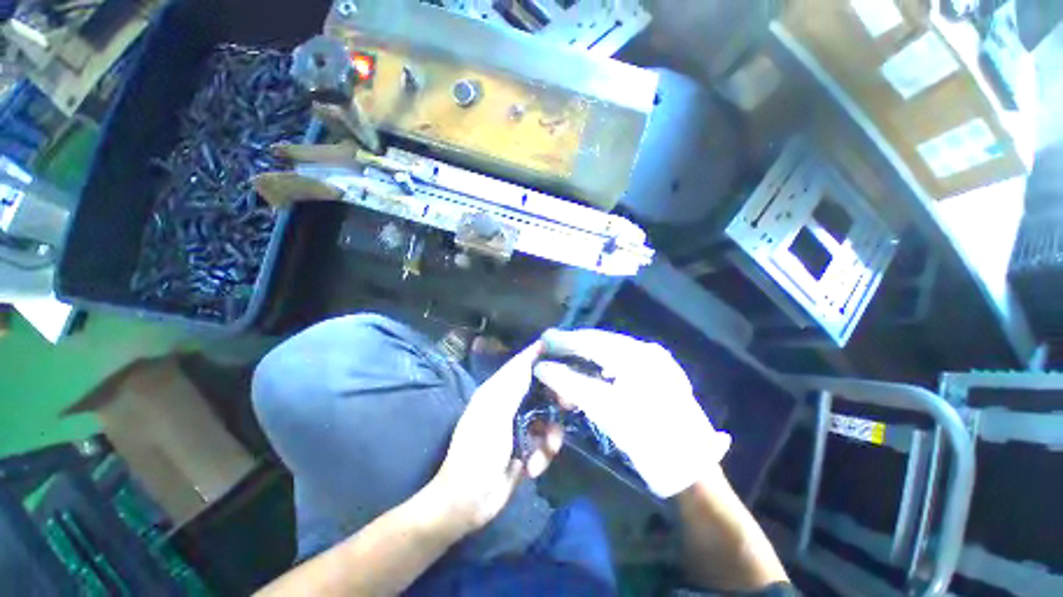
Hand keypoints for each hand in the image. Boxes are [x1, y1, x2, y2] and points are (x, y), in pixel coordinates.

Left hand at [428, 342, 562, 533]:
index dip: (541, 356)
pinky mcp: (526, 447)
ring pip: (547, 417)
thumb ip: (516, 382)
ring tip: (546, 450)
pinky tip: (532, 467)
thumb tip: (534, 349)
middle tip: (569, 404)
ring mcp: (518, 426)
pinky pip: (545, 441)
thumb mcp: (496, 412)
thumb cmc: (478, 450)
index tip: (563, 353)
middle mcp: (509, 403)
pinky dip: (543, 453)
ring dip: (551, 435)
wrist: (467, 502)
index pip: (522, 365)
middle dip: (555, 399)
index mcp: (498, 390)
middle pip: (540, 390)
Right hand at [534, 329, 730, 497]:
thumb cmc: (649, 441)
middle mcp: (648, 351)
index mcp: (638, 356)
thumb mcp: (606, 411)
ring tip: (568, 356)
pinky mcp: (660, 374)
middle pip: (602, 341)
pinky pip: (624, 360)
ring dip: (588, 353)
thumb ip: (571, 384)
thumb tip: (543, 367)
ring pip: (613, 349)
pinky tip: (594, 370)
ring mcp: (657, 362)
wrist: (694, 471)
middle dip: (575, 344)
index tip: (543, 339)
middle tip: (552, 347)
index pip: (592, 341)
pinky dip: (603, 362)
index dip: (565, 340)